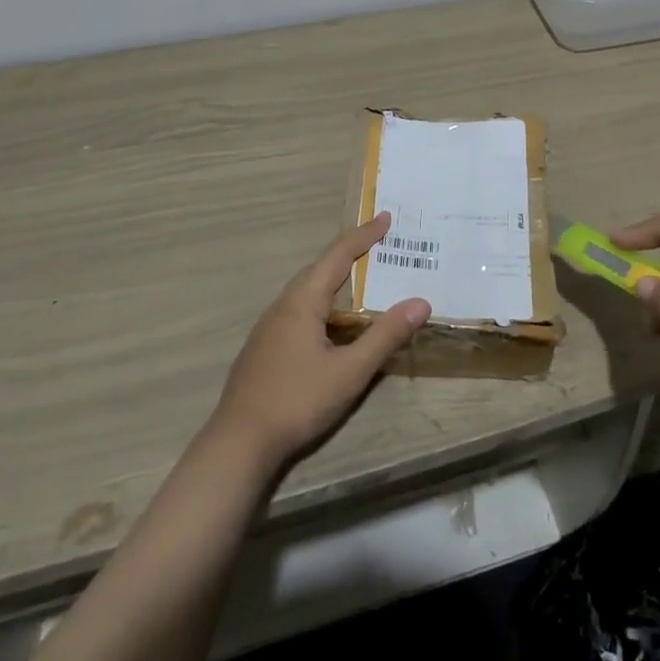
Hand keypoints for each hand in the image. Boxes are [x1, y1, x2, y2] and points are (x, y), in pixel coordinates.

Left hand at [208, 213, 430, 471]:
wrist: (239, 443)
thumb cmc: (297, 401)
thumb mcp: (350, 371)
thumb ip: (385, 336)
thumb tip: (420, 302)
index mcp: (303, 301)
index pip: (338, 256)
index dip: (363, 235)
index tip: (385, 217)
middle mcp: (283, 305)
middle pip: (319, 268)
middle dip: (349, 253)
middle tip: (378, 245)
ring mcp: (269, 327)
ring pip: (307, 291)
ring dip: (334, 279)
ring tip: (361, 282)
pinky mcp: (264, 348)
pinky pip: (299, 310)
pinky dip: (322, 303)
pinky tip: (331, 325)